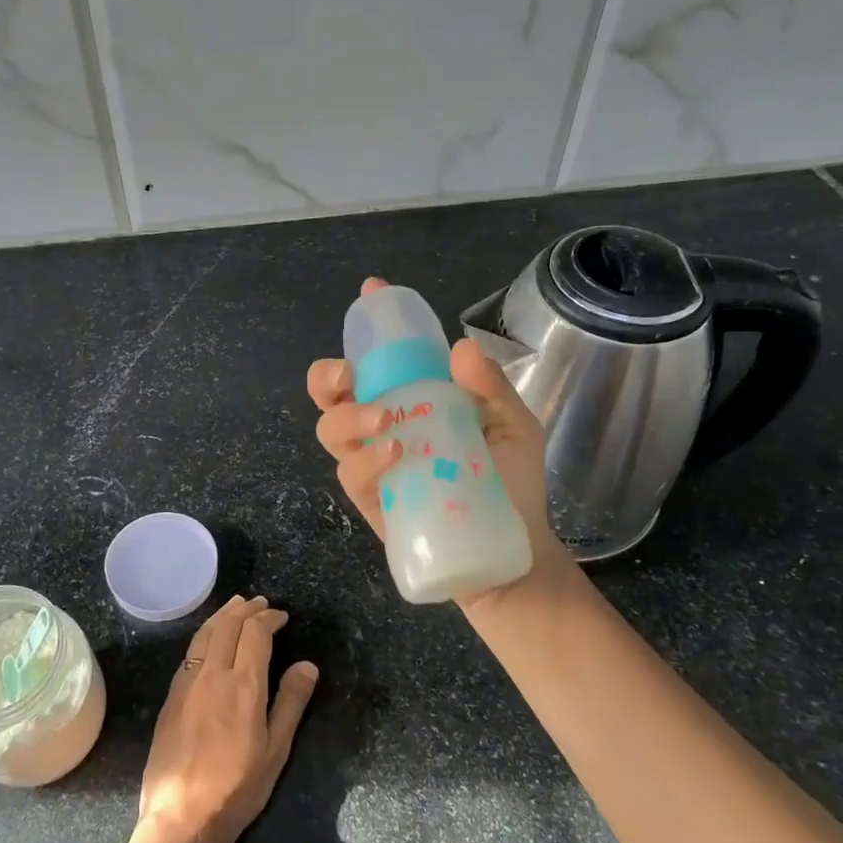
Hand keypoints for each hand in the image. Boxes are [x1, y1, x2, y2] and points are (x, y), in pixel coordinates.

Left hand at [138, 596, 318, 842]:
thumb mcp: (276, 749)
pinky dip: (205, 634)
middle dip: (246, 609)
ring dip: (223, 615)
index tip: (281, 616)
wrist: (181, 817)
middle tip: (260, 602)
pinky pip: (191, 652)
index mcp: (243, 684)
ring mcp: (187, 683)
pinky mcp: (171, 697)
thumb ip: (291, 702)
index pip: (255, 633)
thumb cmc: (237, 787)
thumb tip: (307, 665)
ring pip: (205, 634)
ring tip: (235, 606)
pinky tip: (210, 640)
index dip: (269, 618)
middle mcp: (212, 674)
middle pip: (228, 625)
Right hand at [307, 276, 552, 549]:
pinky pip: (349, 473)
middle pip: (330, 392)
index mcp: (415, 396)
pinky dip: (365, 459)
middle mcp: (385, 423)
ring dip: (347, 417)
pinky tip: (394, 453)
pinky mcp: (370, 499)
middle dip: (327, 376)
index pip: (382, 356)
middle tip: (348, 374)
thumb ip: (492, 389)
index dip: (369, 324)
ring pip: (329, 429)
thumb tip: (462, 348)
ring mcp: (373, 462)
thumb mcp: (515, 427)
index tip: (372, 291)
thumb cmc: (512, 483)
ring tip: (385, 420)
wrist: (510, 551)